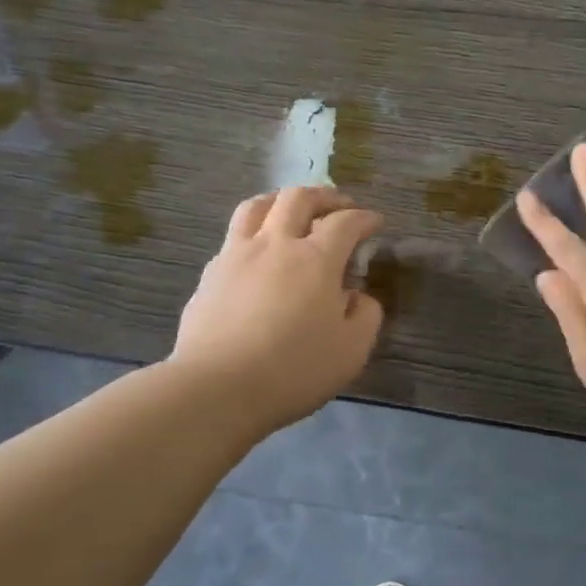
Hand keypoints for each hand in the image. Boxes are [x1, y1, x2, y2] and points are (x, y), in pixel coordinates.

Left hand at [171, 186, 384, 431]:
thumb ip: (365, 315)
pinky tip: (259, 253)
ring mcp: (236, 255)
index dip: (364, 218)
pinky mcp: (210, 275)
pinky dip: (255, 233)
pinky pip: (234, 237)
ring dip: (281, 200)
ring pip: (257, 206)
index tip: (375, 222)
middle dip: (325, 196)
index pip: (345, 223)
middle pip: (298, 198)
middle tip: (340, 205)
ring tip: (292, 211)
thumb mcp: (351, 350)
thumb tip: (358, 296)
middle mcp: (275, 244)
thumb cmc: (294, 370)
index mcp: (316, 259)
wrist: (217, 389)